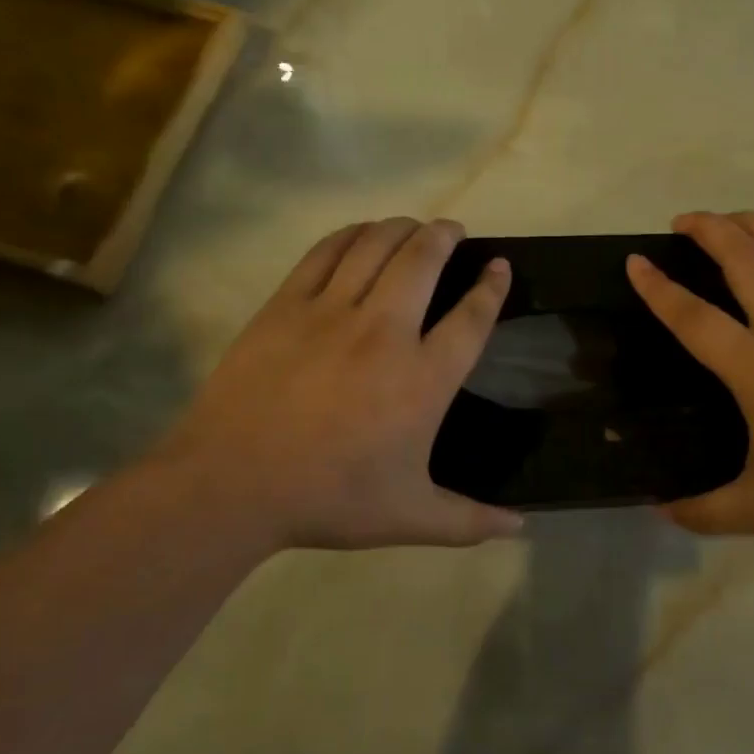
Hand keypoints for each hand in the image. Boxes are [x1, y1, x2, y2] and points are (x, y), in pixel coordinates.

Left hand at [151, 218, 522, 550]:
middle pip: (424, 260)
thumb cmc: (330, 499)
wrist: (233, 484)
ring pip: (377, 246)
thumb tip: (521, 527)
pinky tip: (360, 234)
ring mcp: (332, 312)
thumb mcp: (410, 518)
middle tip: (454, 231)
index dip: (492, 286)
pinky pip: (326, 253)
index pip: (471, 317)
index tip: (499, 266)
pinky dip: (351, 235)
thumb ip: (469, 520)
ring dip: (402, 228)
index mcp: (423, 379)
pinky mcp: (286, 305)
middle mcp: (385, 332)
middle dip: (446, 236)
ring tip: (414, 227)